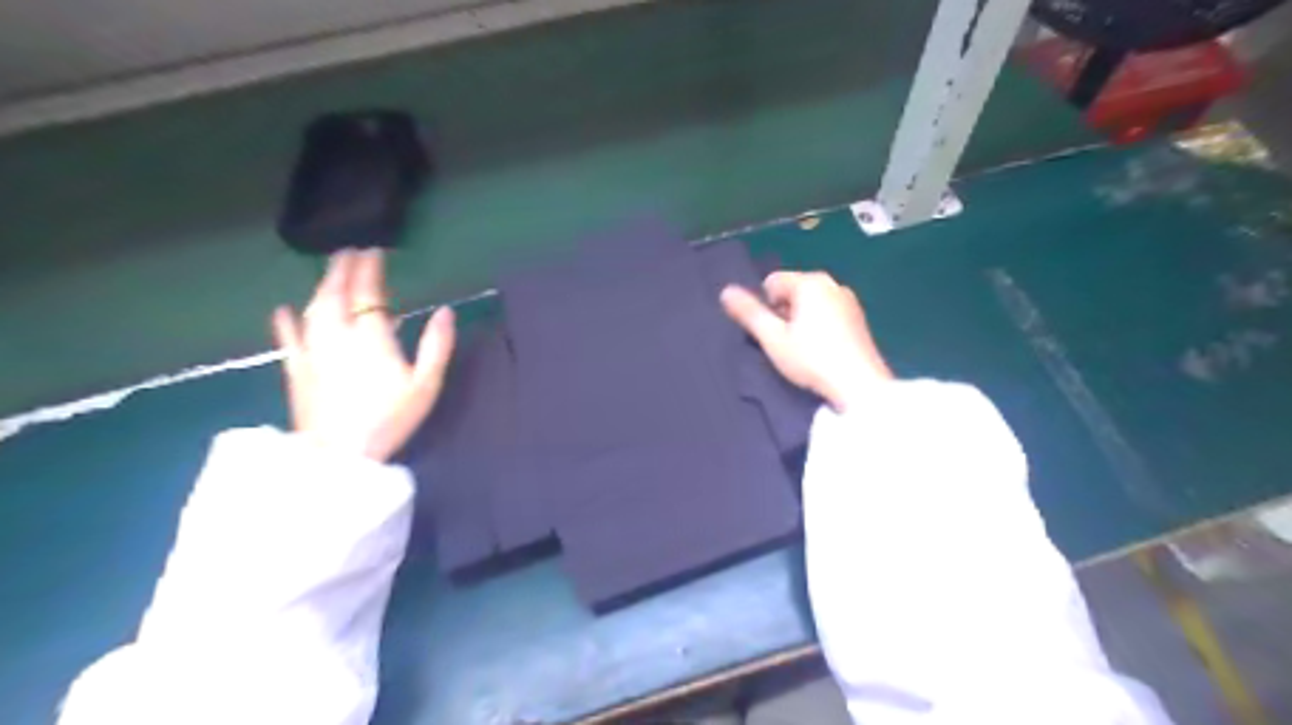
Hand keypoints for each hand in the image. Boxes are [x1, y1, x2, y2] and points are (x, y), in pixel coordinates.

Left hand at [270, 249, 455, 461]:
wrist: (341, 454)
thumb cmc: (390, 418)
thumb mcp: (426, 384)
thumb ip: (437, 346)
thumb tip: (446, 311)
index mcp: (370, 337)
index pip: (368, 293)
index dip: (370, 270)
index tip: (374, 251)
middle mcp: (337, 335)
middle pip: (335, 293)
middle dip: (342, 269)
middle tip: (348, 252)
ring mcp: (312, 351)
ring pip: (313, 309)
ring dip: (321, 287)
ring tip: (329, 273)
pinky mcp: (297, 370)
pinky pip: (288, 338)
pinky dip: (286, 321)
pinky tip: (283, 309)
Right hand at [722, 268, 894, 409]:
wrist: (859, 385)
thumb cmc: (811, 359)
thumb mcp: (773, 338)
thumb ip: (749, 313)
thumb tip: (725, 291)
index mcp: (810, 282)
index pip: (772, 282)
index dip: (766, 307)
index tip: (772, 333)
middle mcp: (831, 283)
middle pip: (793, 290)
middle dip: (783, 312)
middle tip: (786, 343)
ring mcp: (849, 300)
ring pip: (811, 302)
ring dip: (800, 320)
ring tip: (803, 349)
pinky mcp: (859, 318)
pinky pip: (828, 312)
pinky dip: (819, 325)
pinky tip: (821, 350)